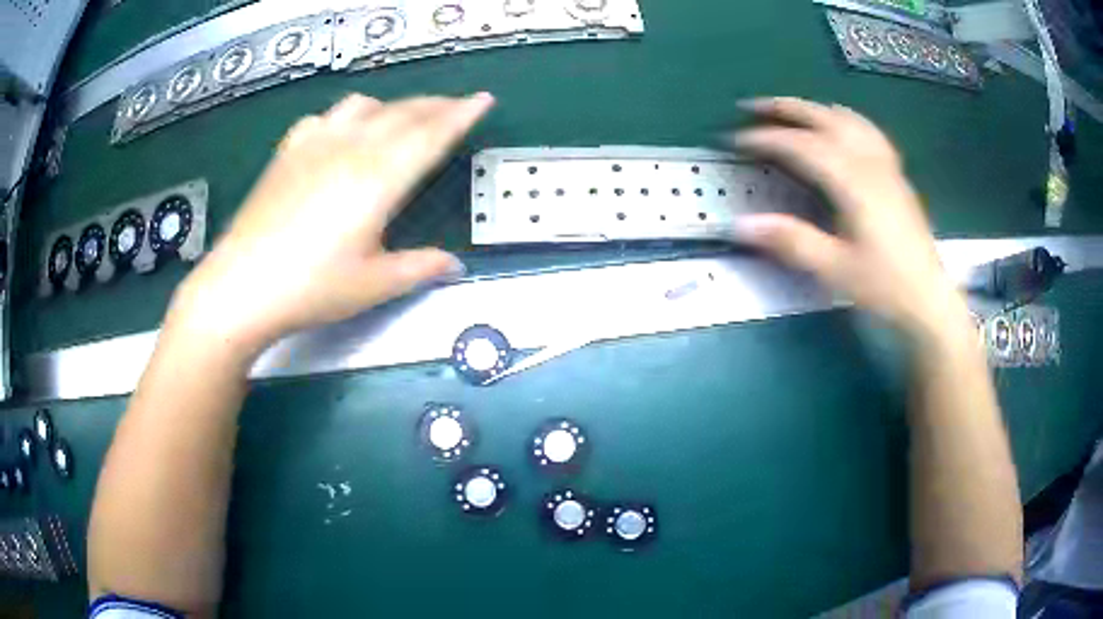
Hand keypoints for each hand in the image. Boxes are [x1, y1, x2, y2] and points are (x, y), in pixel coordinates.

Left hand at [169, 93, 494, 357]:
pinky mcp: (287, 152)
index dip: (461, 115)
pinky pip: (324, 117)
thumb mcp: (373, 285)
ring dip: (393, 105)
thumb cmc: (309, 288)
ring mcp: (315, 145)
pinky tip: (343, 131)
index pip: (431, 135)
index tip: (482, 99)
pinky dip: (346, 115)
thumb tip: (453, 265)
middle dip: (436, 105)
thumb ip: (419, 268)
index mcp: (379, 179)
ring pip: (365, 106)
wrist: (240, 286)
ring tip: (403, 117)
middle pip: (403, 113)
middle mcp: (350, 149)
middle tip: (455, 106)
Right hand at [731, 97, 967, 339]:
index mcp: (852, 182)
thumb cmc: (884, 286)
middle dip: (783, 109)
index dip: (764, 138)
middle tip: (750, 107)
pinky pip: (866, 129)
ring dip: (811, 108)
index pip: (800, 146)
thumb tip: (740, 224)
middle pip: (822, 118)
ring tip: (788, 110)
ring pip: (845, 118)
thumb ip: (791, 241)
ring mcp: (885, 164)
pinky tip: (837, 124)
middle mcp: (868, 162)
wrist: (928, 299)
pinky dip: (843, 118)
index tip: (733, 140)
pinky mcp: (895, 173)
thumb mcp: (835, 269)